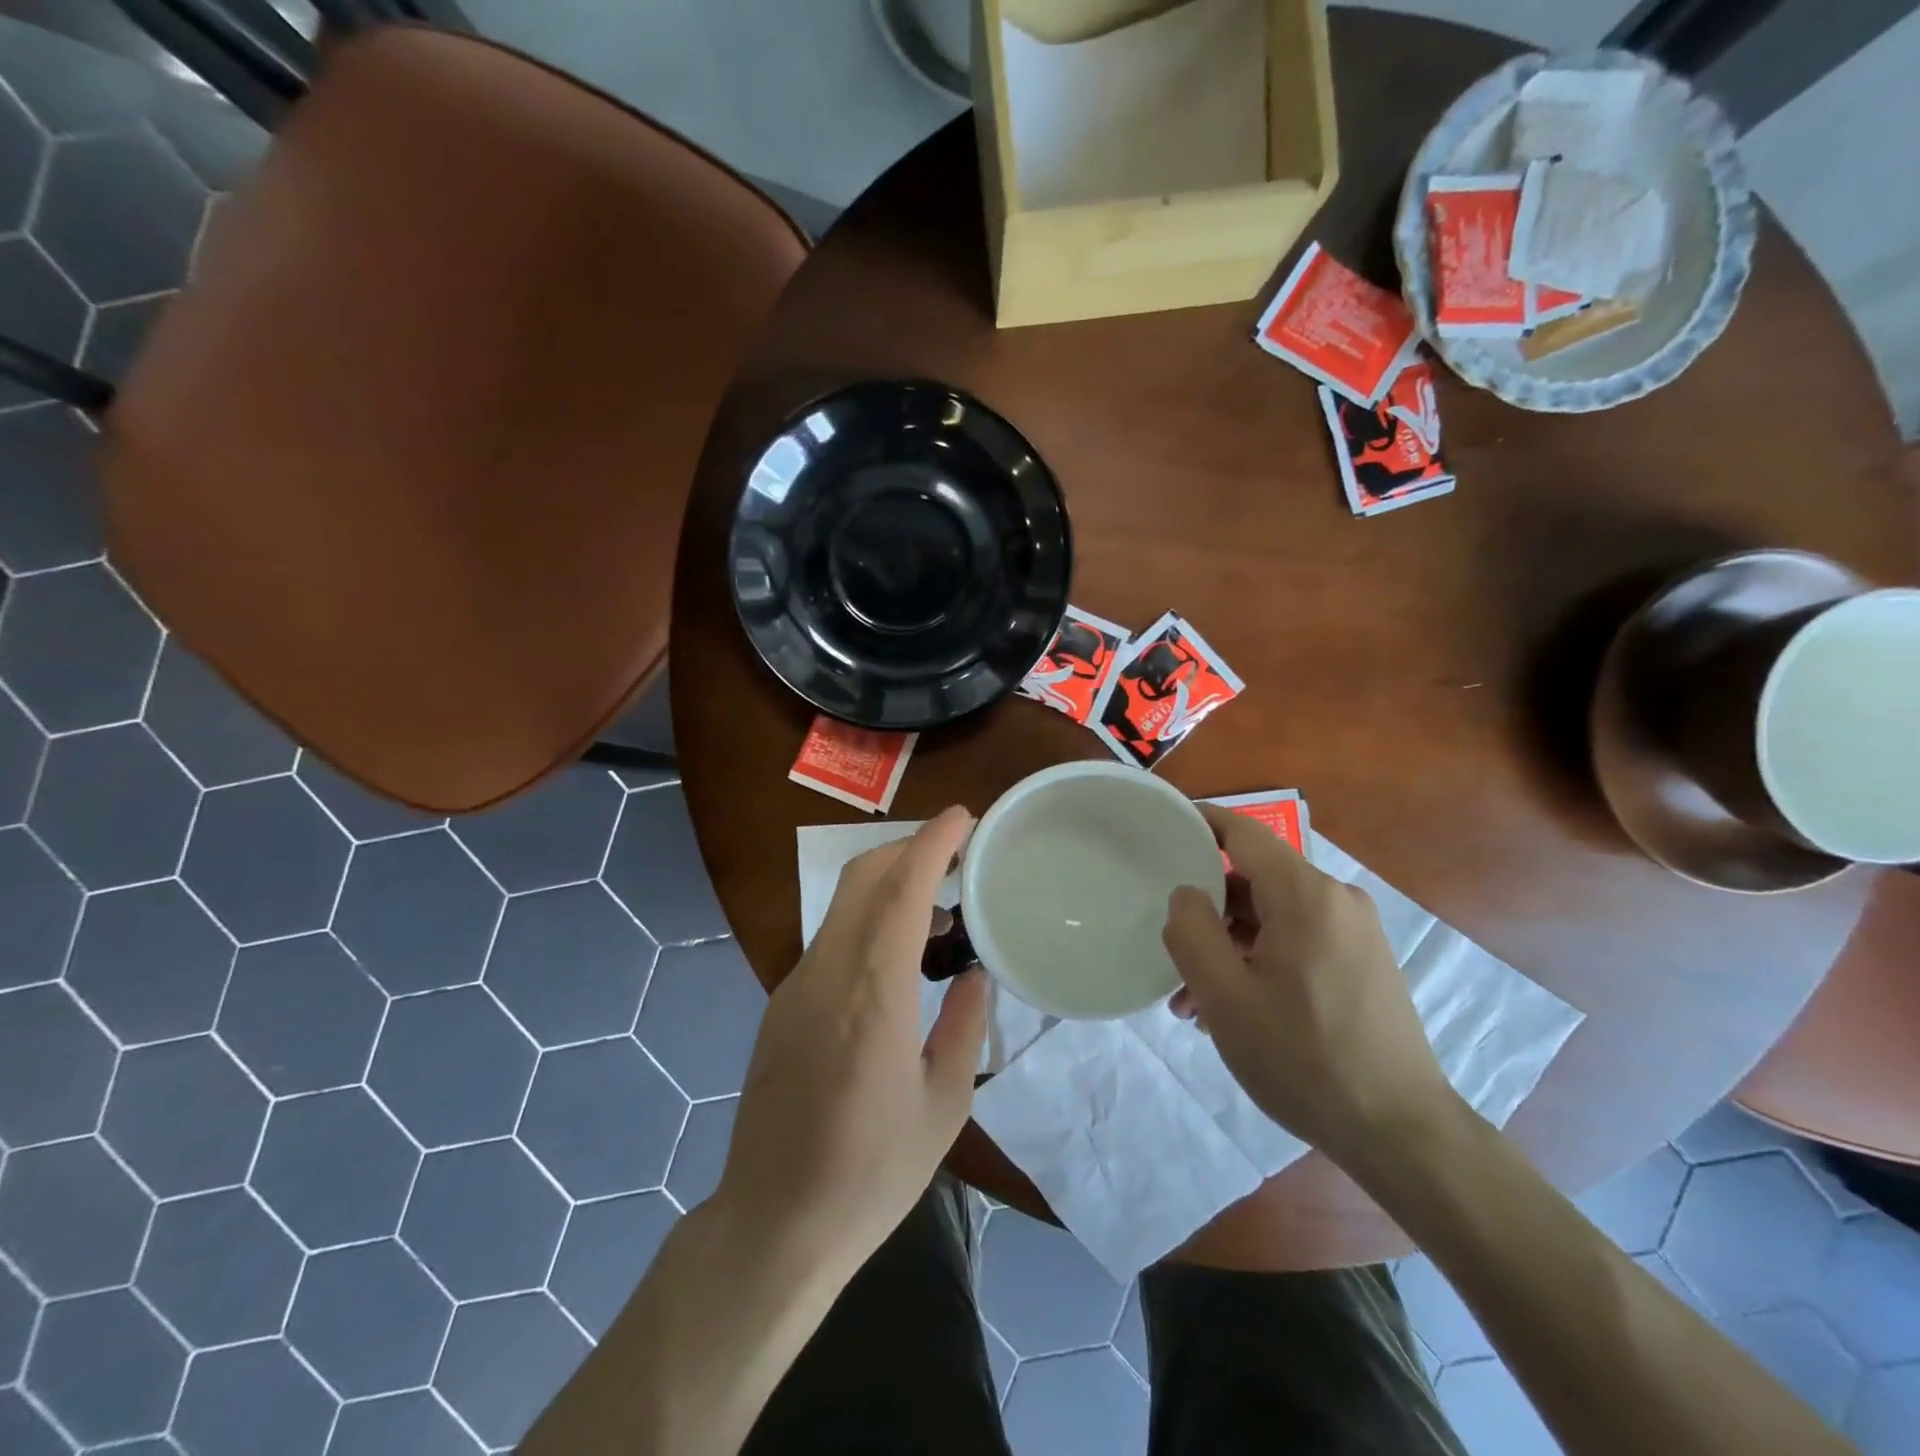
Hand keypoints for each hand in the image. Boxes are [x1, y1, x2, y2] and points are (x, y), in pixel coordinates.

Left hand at [716, 806, 987, 1278]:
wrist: (773, 1223)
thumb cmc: (871, 1173)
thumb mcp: (944, 1106)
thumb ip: (964, 1027)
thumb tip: (973, 974)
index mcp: (873, 996)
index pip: (900, 890)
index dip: (932, 843)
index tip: (964, 817)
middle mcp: (827, 974)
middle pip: (863, 878)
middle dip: (910, 847)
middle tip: (958, 854)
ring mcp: (796, 986)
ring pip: (844, 903)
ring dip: (890, 883)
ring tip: (939, 912)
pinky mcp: (782, 1003)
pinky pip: (832, 936)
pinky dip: (870, 918)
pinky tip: (899, 957)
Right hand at [1162, 804, 1456, 1164]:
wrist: (1402, 1133)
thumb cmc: (1304, 1058)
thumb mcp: (1226, 997)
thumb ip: (1191, 931)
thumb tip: (1187, 894)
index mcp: (1305, 895)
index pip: (1242, 832)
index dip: (1199, 823)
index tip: (1161, 829)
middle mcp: (1336, 899)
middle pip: (1254, 880)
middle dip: (1207, 912)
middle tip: (1172, 955)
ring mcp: (1355, 931)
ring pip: (1273, 917)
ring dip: (1230, 946)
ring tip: (1196, 1003)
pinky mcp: (1363, 962)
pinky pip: (1298, 940)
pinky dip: (1261, 960)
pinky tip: (1237, 1010)